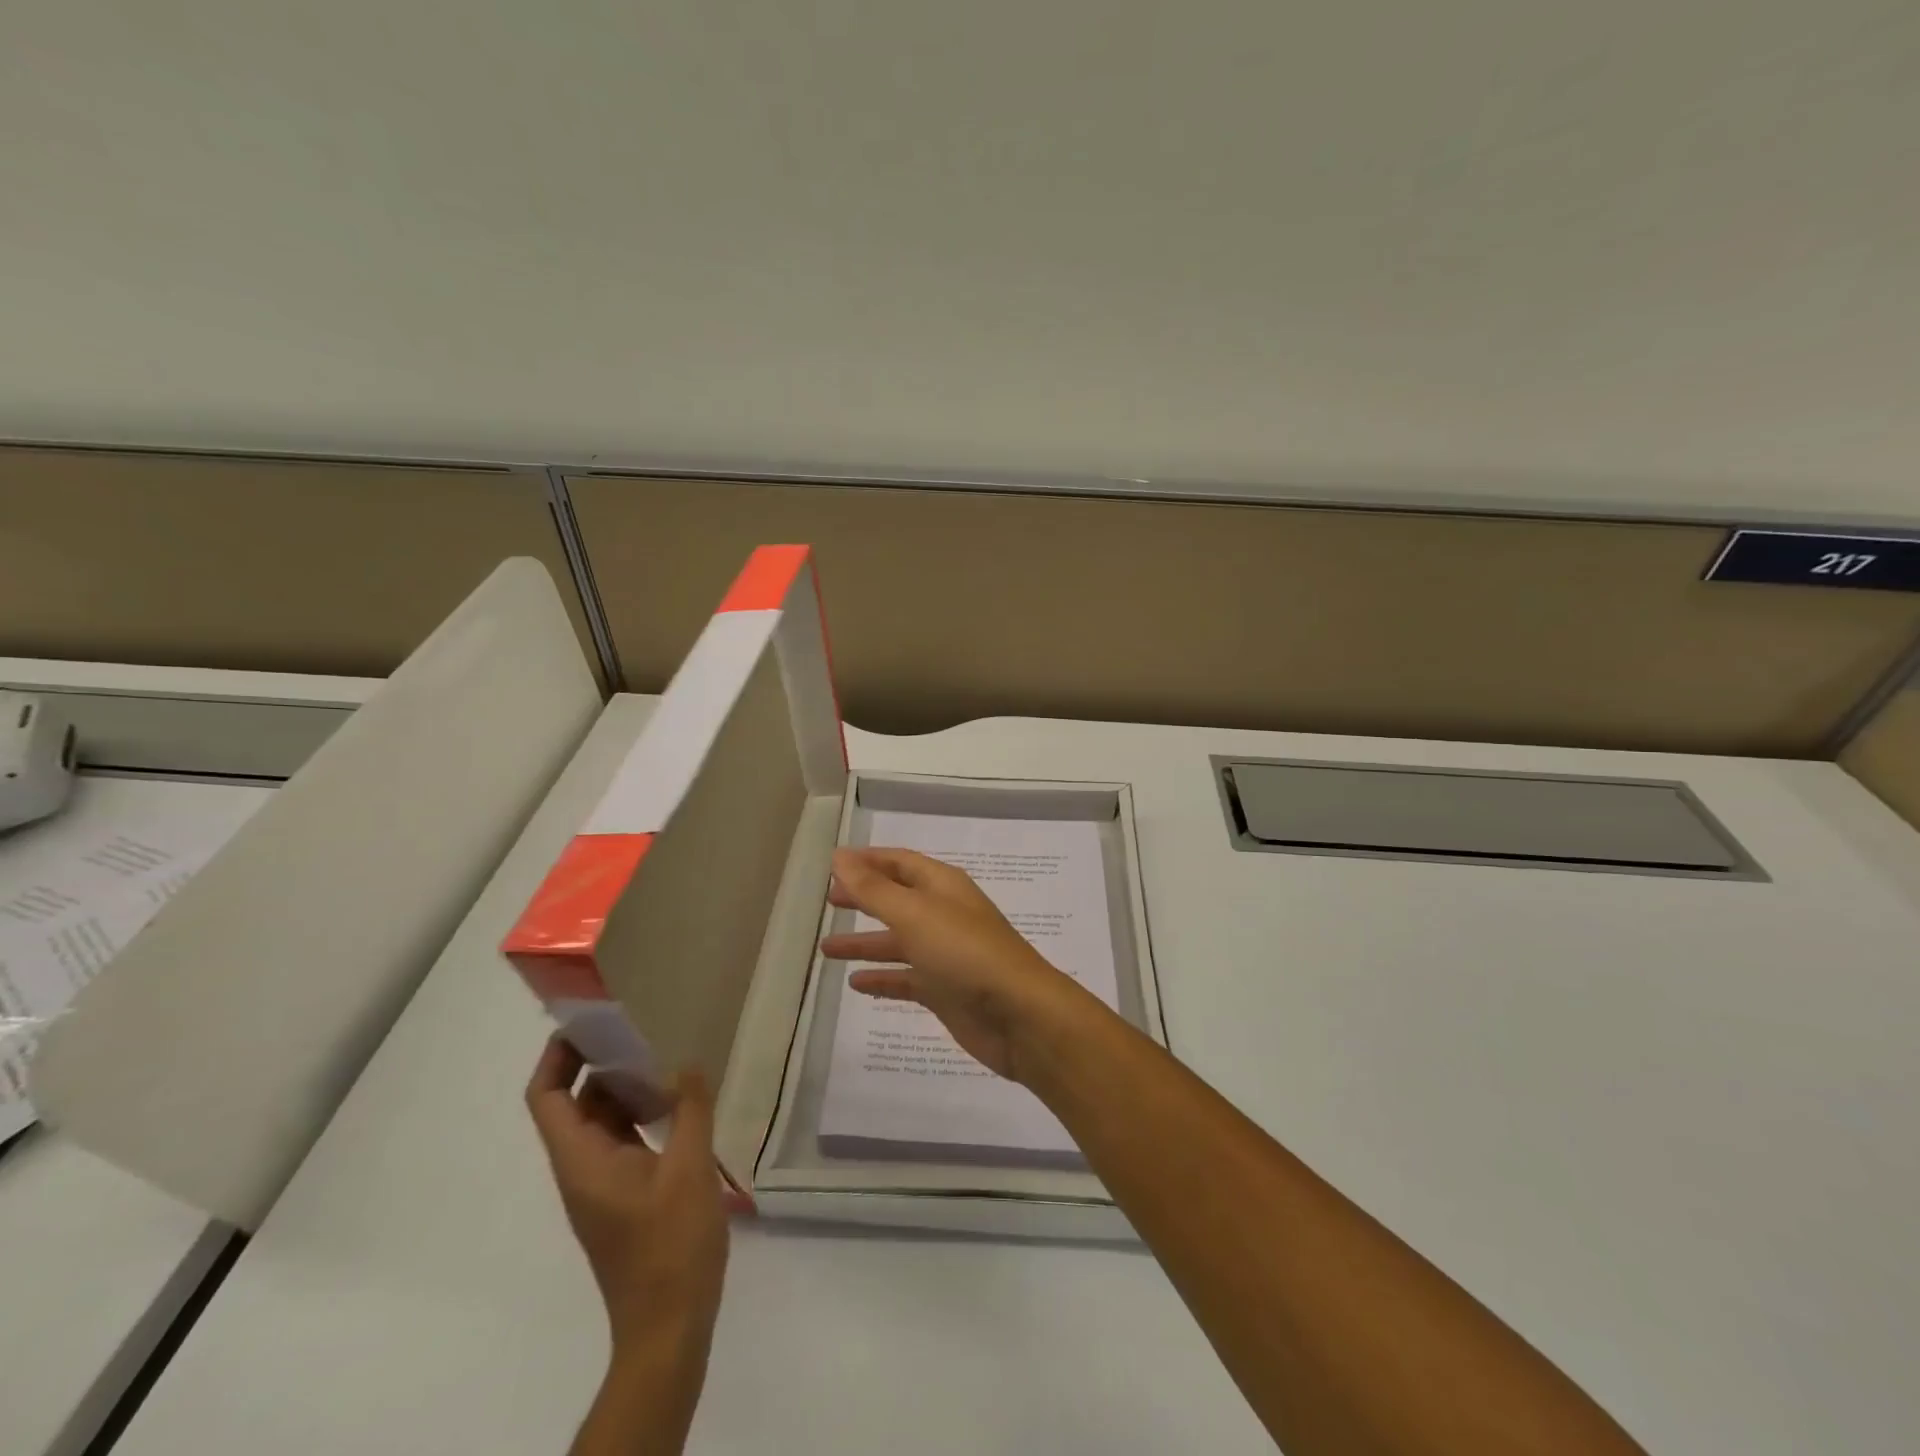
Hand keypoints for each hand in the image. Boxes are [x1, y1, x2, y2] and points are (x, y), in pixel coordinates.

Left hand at [525, 1037, 728, 1361]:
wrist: (669, 1327)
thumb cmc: (671, 1247)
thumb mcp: (689, 1170)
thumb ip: (691, 1111)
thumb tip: (688, 1062)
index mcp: (583, 1161)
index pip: (546, 1099)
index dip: (556, 1058)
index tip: (589, 1022)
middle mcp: (583, 1169)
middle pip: (575, 1104)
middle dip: (599, 1063)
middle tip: (639, 1026)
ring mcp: (603, 1185)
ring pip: (602, 1122)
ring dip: (625, 1088)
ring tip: (664, 1054)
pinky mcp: (624, 1196)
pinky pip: (623, 1141)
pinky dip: (641, 1114)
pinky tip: (678, 1102)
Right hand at [820, 846, 1095, 1082]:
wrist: (1018, 1015)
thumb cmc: (965, 953)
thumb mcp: (914, 914)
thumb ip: (873, 888)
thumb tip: (839, 855)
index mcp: (942, 886)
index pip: (901, 862)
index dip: (868, 861)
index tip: (834, 864)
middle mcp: (944, 914)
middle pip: (898, 900)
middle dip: (865, 898)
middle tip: (828, 901)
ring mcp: (945, 954)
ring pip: (898, 942)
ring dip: (865, 943)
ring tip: (826, 948)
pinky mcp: (945, 991)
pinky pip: (906, 979)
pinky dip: (882, 978)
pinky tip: (856, 983)